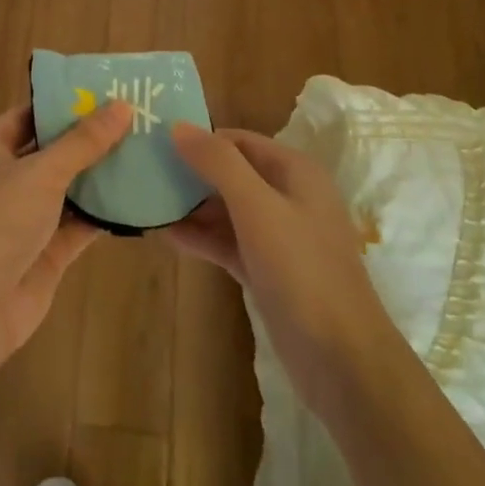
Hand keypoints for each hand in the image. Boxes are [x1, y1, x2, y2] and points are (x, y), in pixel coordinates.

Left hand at [0, 100, 132, 368]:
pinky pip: (77, 224)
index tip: (108, 93)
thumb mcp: (42, 172)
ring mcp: (23, 218)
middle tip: (138, 121)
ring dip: (100, 177)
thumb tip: (122, 106)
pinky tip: (138, 199)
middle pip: (51, 151)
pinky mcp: (43, 251)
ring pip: (67, 189)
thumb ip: (83, 142)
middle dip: (90, 140)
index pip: (29, 115)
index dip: (65, 104)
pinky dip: (102, 214)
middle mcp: (3, 179)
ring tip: (146, 153)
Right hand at [167, 124, 394, 414]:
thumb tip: (179, 127)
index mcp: (295, 171)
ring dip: (191, 207)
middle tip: (143, 172)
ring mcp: (278, 236)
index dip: (199, 138)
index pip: (238, 140)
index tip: (155, 142)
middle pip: (231, 173)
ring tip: (146, 202)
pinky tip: (166, 235)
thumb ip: (218, 164)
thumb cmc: (302, 270)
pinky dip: (201, 237)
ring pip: (227, 209)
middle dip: (191, 172)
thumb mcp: (257, 207)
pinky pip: (228, 242)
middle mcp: (288, 196)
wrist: (341, 358)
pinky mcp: (267, 270)